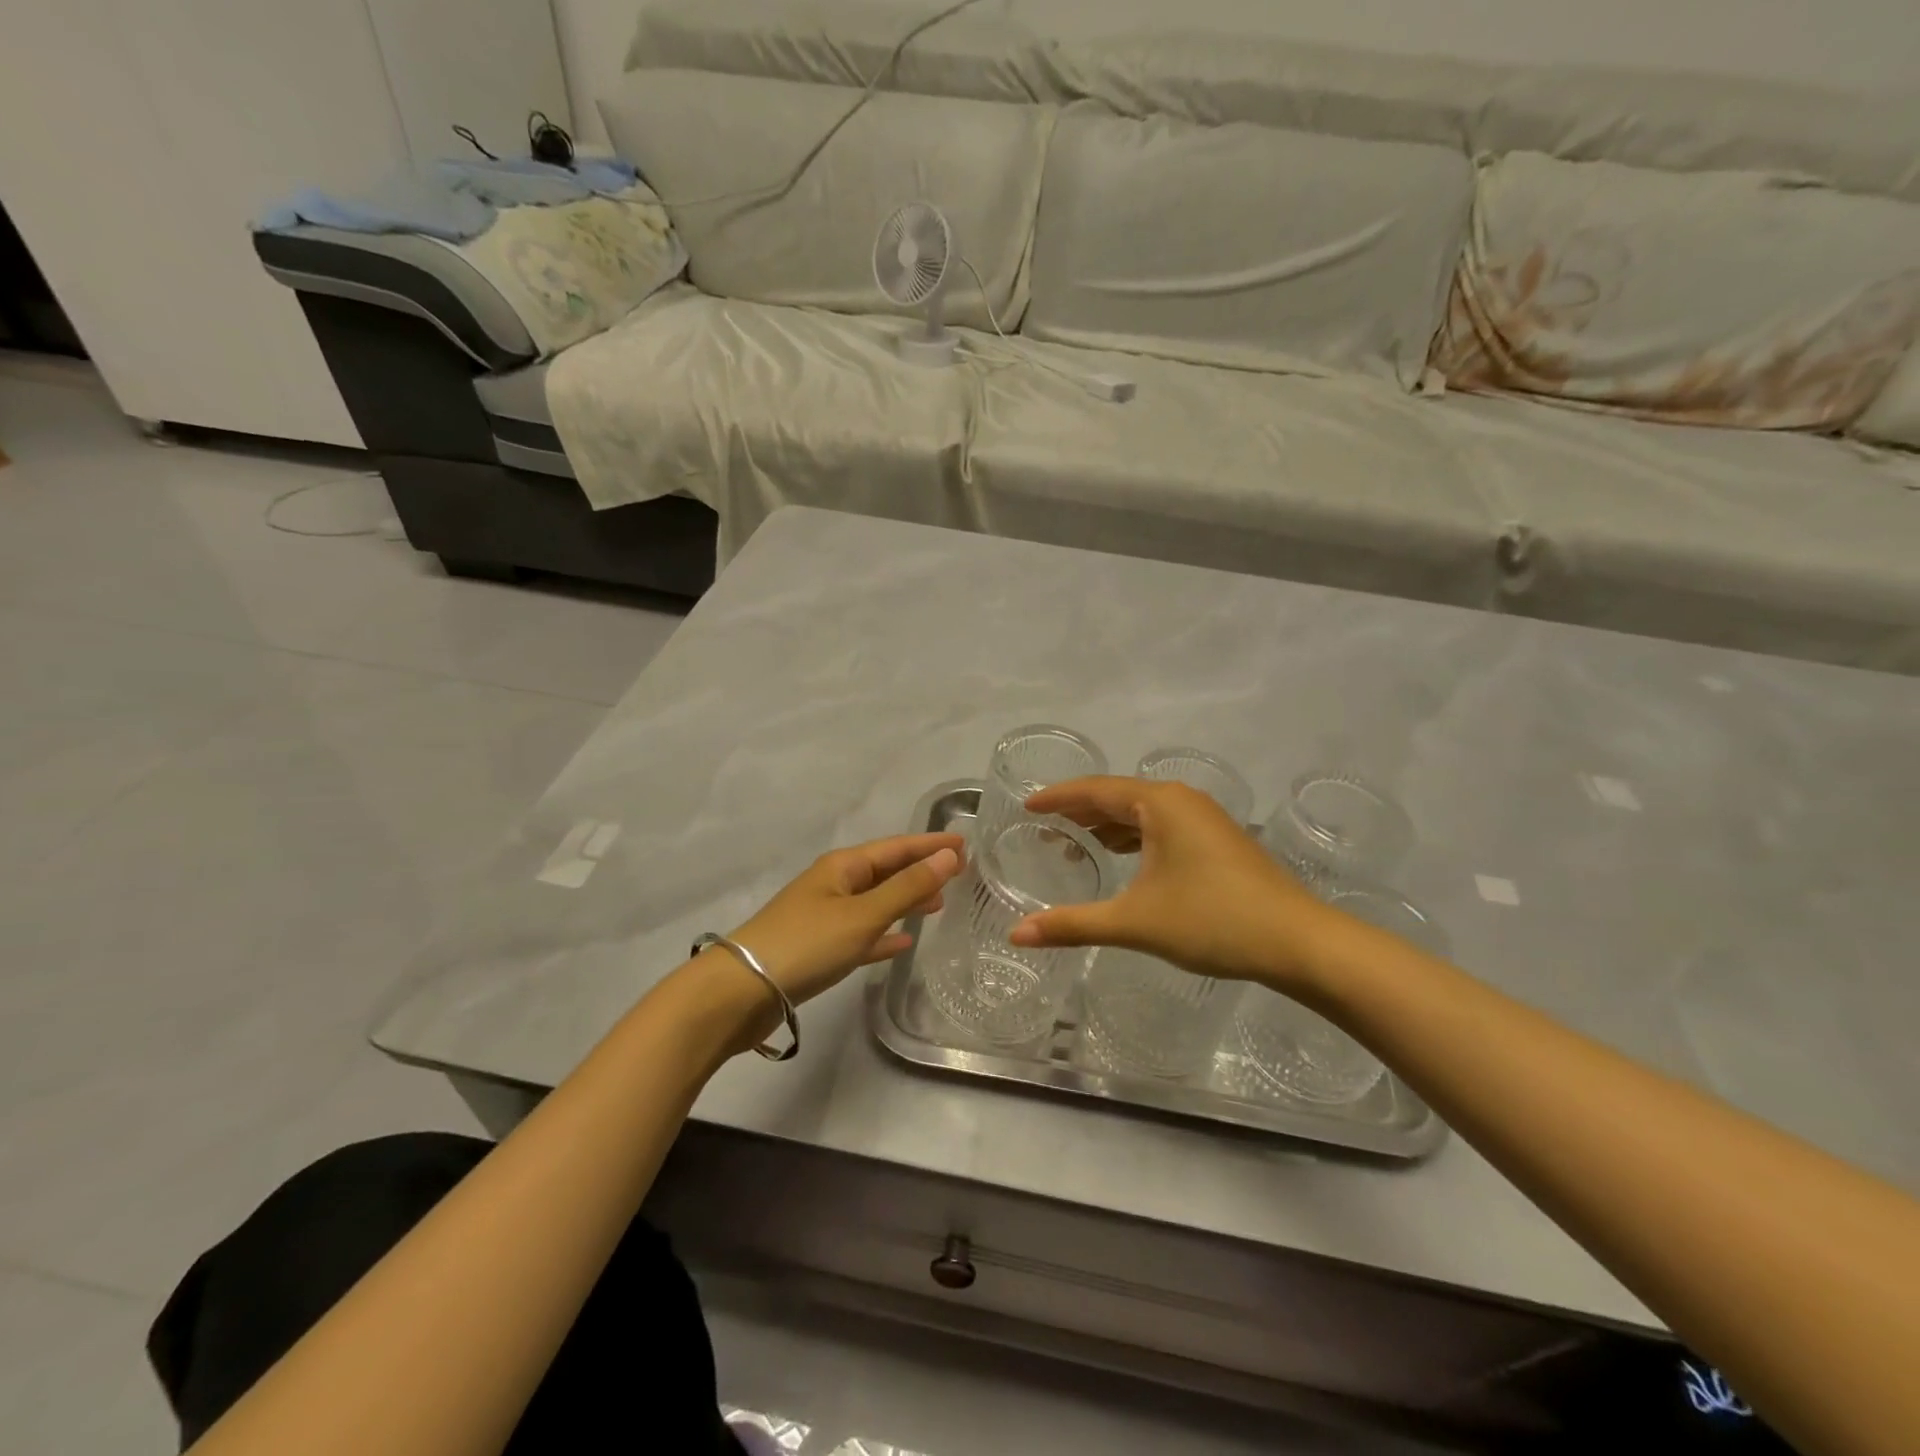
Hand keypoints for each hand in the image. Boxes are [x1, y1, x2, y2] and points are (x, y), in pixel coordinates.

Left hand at [725, 832, 963, 1011]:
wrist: (742, 992)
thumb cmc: (806, 944)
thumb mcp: (863, 915)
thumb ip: (907, 888)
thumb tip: (948, 856)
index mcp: (843, 867)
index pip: (896, 847)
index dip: (930, 845)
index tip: (965, 843)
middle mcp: (834, 885)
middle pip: (886, 871)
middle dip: (921, 870)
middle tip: (960, 874)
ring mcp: (825, 917)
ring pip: (876, 902)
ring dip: (906, 900)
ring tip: (939, 905)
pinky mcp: (819, 948)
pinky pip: (862, 934)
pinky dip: (884, 934)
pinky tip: (903, 943)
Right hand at [1007, 777, 1327, 990]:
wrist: (1300, 942)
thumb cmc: (1212, 921)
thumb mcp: (1134, 922)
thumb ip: (1073, 924)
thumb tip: (1016, 935)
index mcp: (1160, 803)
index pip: (1095, 790)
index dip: (1057, 797)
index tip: (1026, 805)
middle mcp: (1182, 800)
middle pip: (1118, 796)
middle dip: (1080, 811)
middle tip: (1043, 826)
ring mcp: (1205, 819)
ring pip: (1143, 812)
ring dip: (1108, 824)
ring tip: (1075, 841)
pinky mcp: (1218, 841)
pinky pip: (1163, 826)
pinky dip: (1135, 837)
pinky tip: (1124, 857)